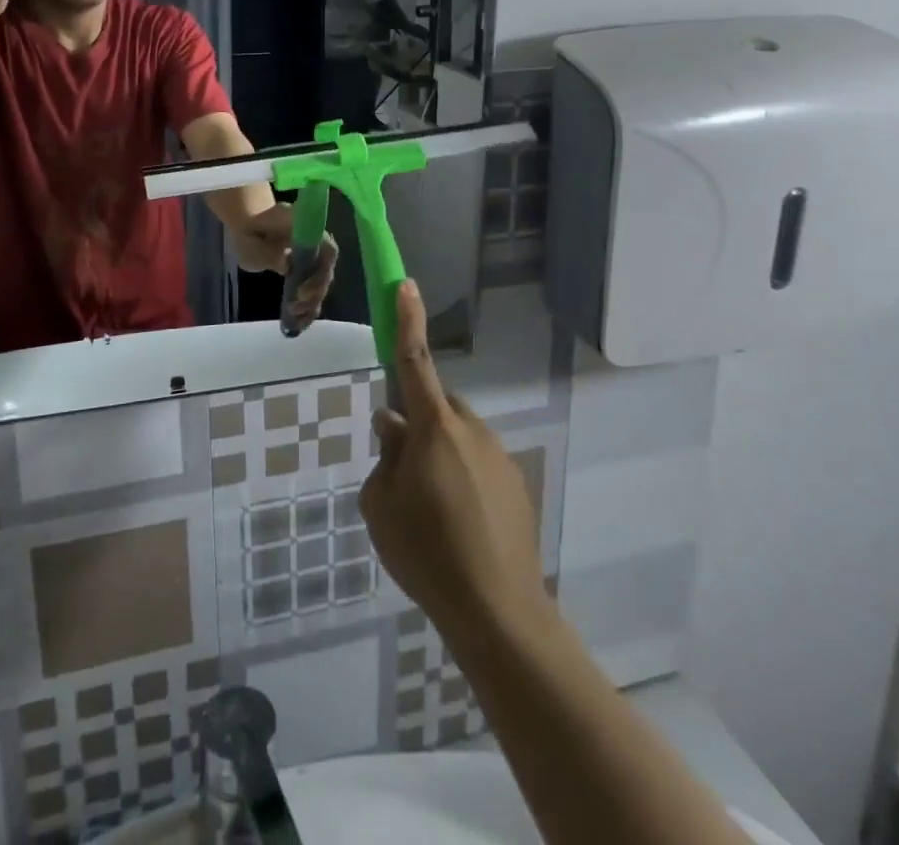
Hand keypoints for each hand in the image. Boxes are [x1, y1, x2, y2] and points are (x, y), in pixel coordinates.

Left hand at [231, 207, 337, 328]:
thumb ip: (267, 252)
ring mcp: (313, 258)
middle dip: (315, 292)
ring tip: (295, 317)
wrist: (250, 226)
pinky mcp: (308, 272)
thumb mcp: (250, 240)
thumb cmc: (249, 230)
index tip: (302, 290)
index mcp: (306, 228)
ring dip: (312, 303)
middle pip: (326, 270)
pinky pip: (315, 290)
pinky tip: (299, 323)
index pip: (327, 249)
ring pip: (322, 283)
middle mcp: (316, 243)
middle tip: (296, 305)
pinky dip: (308, 308)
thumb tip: (286, 264)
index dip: (321, 272)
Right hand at [361, 281, 551, 635]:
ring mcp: (499, 456)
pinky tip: (459, 526)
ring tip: (432, 510)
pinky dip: (463, 479)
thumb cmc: (427, 551)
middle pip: (438, 406)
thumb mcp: (381, 504)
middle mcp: (471, 430)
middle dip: (420, 422)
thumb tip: (393, 425)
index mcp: (434, 427)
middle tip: (403, 469)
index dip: (407, 321)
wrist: (498, 612)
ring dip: (441, 455)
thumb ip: (386, 456)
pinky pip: (479, 464)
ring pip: (458, 437)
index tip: (405, 285)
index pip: (414, 362)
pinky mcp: (516, 484)